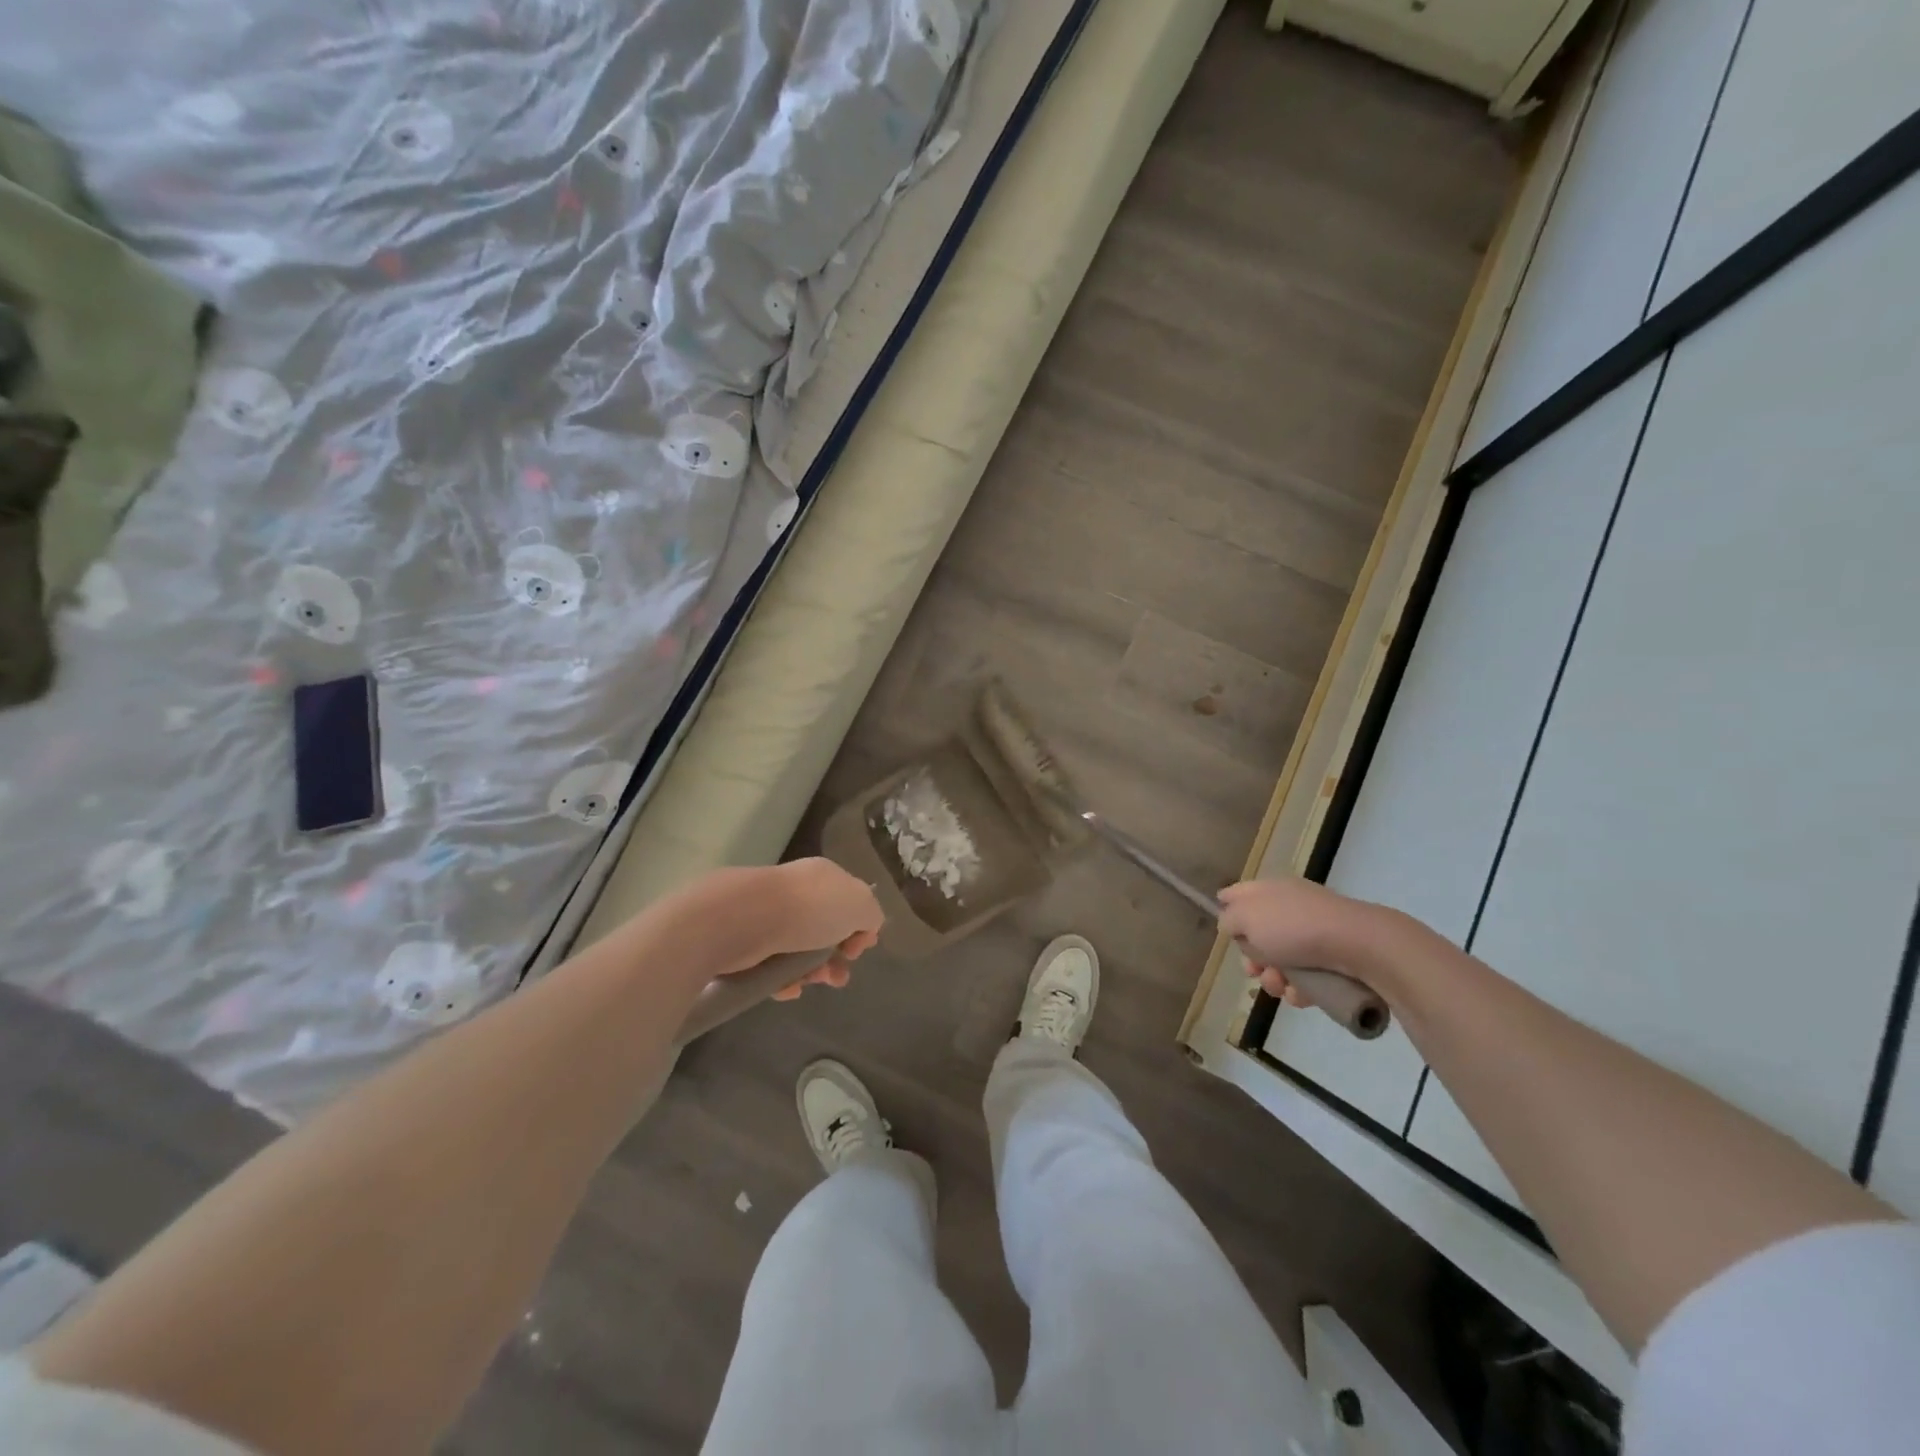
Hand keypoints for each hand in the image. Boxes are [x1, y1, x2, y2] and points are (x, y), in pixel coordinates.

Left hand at [762, 858, 882, 998]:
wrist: (749, 918)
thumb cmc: (812, 908)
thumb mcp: (861, 904)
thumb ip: (871, 915)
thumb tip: (864, 929)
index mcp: (825, 877)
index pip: (849, 901)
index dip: (860, 927)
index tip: (859, 949)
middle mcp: (798, 893)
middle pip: (826, 929)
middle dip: (837, 957)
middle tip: (838, 975)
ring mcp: (771, 916)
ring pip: (801, 950)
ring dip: (814, 972)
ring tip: (814, 983)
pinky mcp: (749, 941)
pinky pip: (774, 965)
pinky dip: (785, 980)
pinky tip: (790, 989)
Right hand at [1216, 878, 1395, 1004]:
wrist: (1358, 944)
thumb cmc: (1293, 926)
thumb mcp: (1245, 918)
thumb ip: (1228, 920)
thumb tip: (1231, 926)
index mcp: (1268, 890)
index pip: (1237, 894)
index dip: (1227, 912)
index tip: (1226, 934)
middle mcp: (1289, 907)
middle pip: (1257, 935)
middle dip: (1252, 958)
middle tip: (1254, 970)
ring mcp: (1313, 932)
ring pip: (1280, 960)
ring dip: (1274, 979)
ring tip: (1282, 986)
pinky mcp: (1333, 958)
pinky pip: (1306, 976)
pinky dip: (1300, 988)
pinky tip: (1302, 994)